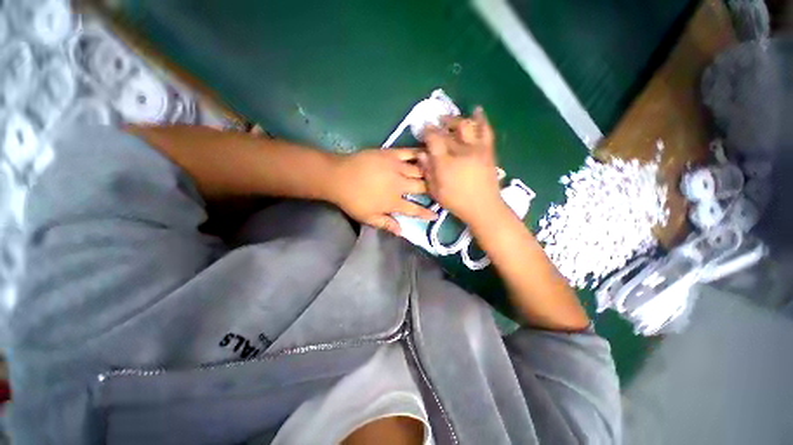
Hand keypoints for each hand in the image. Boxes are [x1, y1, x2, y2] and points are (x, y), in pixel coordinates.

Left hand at [329, 148, 437, 234]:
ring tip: (440, 172)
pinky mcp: (391, 154)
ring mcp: (397, 168)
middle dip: (433, 190)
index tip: (436, 215)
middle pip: (422, 188)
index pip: (415, 209)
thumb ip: (387, 224)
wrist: (338, 177)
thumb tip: (402, 232)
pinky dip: (419, 153)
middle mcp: (400, 185)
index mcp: (394, 202)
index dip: (426, 213)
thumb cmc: (352, 200)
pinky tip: (428, 153)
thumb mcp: (368, 218)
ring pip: (420, 170)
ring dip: (431, 172)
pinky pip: (409, 152)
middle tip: (441, 189)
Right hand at [418, 107, 504, 226]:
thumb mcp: (436, 191)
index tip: (424, 129)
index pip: (434, 139)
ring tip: (449, 120)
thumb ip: (428, 172)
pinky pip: (486, 130)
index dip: (427, 131)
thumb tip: (421, 154)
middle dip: (439, 125)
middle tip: (435, 124)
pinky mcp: (487, 150)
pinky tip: (477, 110)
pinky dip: (481, 119)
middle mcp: (460, 152)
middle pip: (448, 131)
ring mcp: (476, 149)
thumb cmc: (457, 202)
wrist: (484, 207)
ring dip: (455, 119)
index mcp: (445, 163)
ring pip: (466, 126)